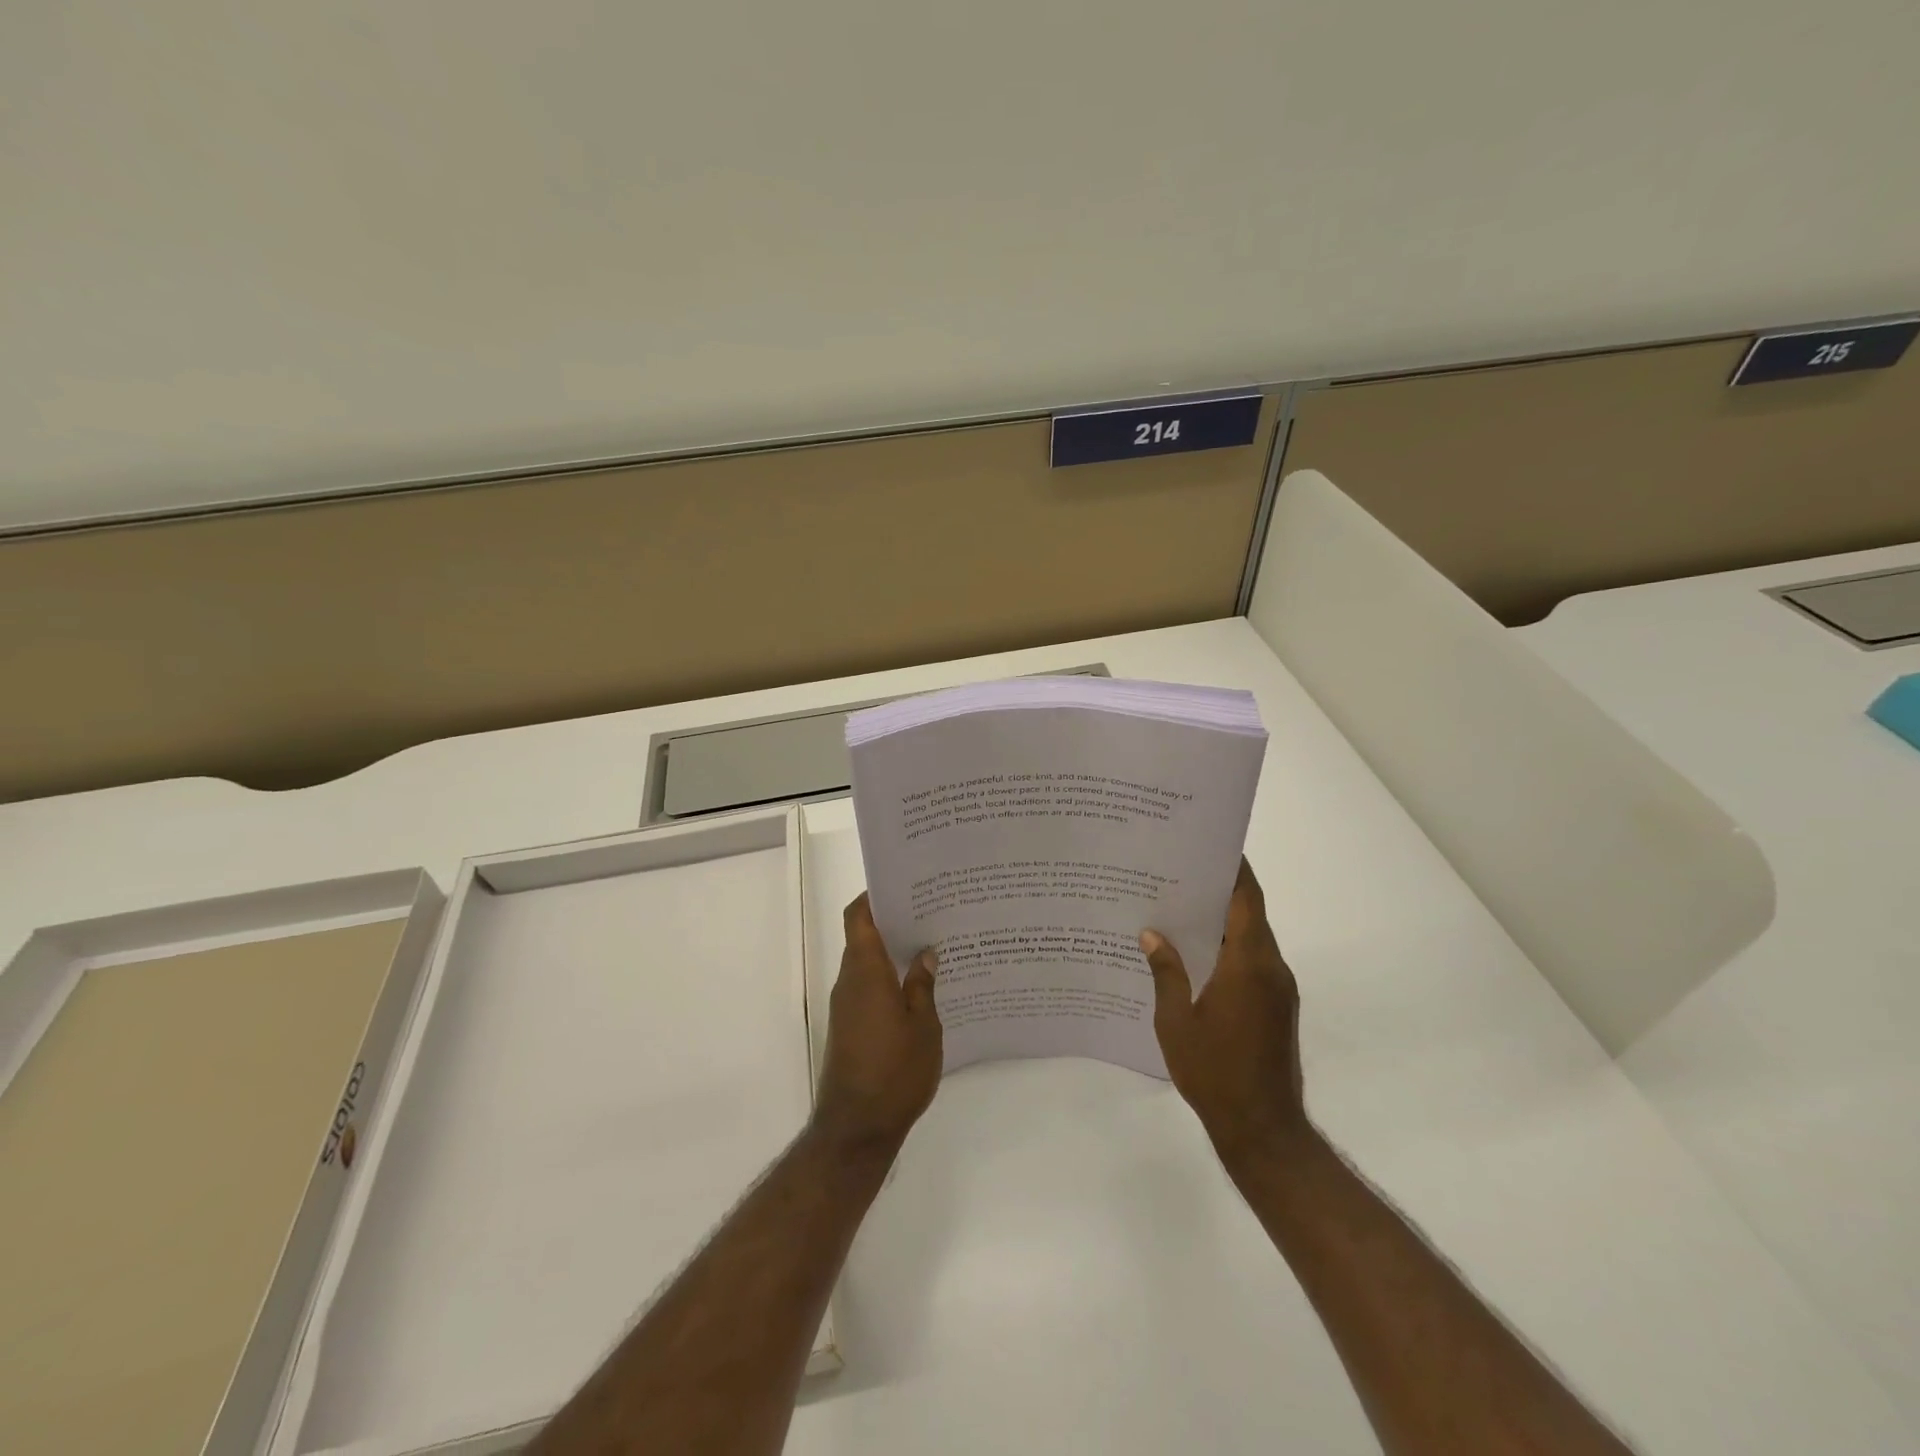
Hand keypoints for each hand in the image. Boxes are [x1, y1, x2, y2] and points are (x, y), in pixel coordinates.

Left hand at [813, 894, 942, 1155]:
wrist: (857, 1128)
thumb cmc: (894, 1071)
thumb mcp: (923, 1026)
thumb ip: (923, 985)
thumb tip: (925, 953)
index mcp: (866, 971)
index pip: (858, 917)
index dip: (873, 896)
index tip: (901, 886)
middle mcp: (850, 982)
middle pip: (863, 937)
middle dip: (892, 922)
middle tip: (930, 913)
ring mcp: (847, 1005)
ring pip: (867, 964)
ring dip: (892, 953)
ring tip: (931, 947)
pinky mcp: (850, 1027)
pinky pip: (868, 988)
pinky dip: (888, 980)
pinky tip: (920, 988)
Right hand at [1141, 859, 1308, 1164]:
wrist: (1263, 1129)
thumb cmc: (1214, 1072)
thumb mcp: (1176, 1021)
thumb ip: (1166, 972)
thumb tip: (1152, 934)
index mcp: (1249, 964)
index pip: (1247, 899)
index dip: (1233, 868)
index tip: (1208, 845)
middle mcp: (1271, 968)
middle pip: (1250, 913)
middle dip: (1219, 889)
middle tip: (1177, 872)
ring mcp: (1279, 988)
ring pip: (1252, 938)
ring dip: (1223, 920)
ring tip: (1179, 907)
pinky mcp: (1278, 1006)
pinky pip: (1253, 961)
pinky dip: (1229, 946)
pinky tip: (1195, 953)